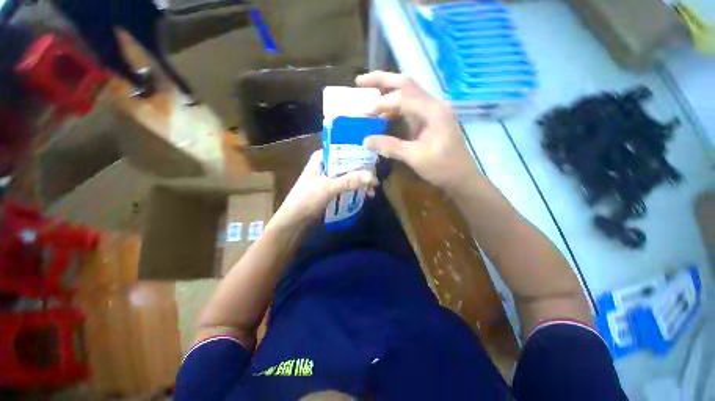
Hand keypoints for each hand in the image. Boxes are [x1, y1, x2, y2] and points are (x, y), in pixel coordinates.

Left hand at [270, 150, 377, 230]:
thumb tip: (372, 176)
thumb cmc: (307, 200)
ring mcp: (328, 177)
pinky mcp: (331, 188)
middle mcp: (326, 164)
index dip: (360, 156)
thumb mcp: (328, 188)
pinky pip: (346, 185)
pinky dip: (355, 189)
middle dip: (362, 172)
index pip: (344, 150)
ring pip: (349, 175)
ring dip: (360, 182)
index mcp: (322, 158)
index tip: (374, 163)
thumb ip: (349, 181)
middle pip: (348, 164)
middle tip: (375, 181)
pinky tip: (364, 195)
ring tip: (372, 191)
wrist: (294, 221)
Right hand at [356, 71, 478, 191]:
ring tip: (367, 97)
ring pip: (407, 93)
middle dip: (382, 80)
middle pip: (406, 84)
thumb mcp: (415, 157)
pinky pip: (409, 107)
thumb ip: (390, 146)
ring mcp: (432, 111)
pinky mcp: (429, 120)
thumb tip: (365, 140)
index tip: (363, 113)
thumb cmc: (442, 168)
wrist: (461, 177)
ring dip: (387, 93)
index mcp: (433, 111)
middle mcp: (434, 104)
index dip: (381, 103)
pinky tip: (382, 115)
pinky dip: (393, 108)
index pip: (403, 97)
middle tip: (359, 82)